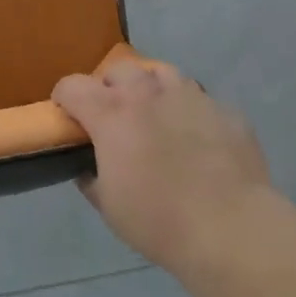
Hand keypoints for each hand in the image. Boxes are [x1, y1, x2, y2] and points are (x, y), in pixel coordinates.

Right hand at [53, 58, 272, 275]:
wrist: (231, 227)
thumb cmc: (158, 220)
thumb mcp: (109, 207)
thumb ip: (92, 178)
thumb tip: (88, 169)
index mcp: (112, 113)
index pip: (73, 86)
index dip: (64, 98)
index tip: (67, 115)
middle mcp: (148, 93)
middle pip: (119, 69)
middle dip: (109, 87)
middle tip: (113, 116)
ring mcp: (191, 96)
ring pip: (162, 73)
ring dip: (150, 89)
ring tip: (155, 116)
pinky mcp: (225, 111)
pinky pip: (200, 101)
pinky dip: (190, 113)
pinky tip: (197, 141)